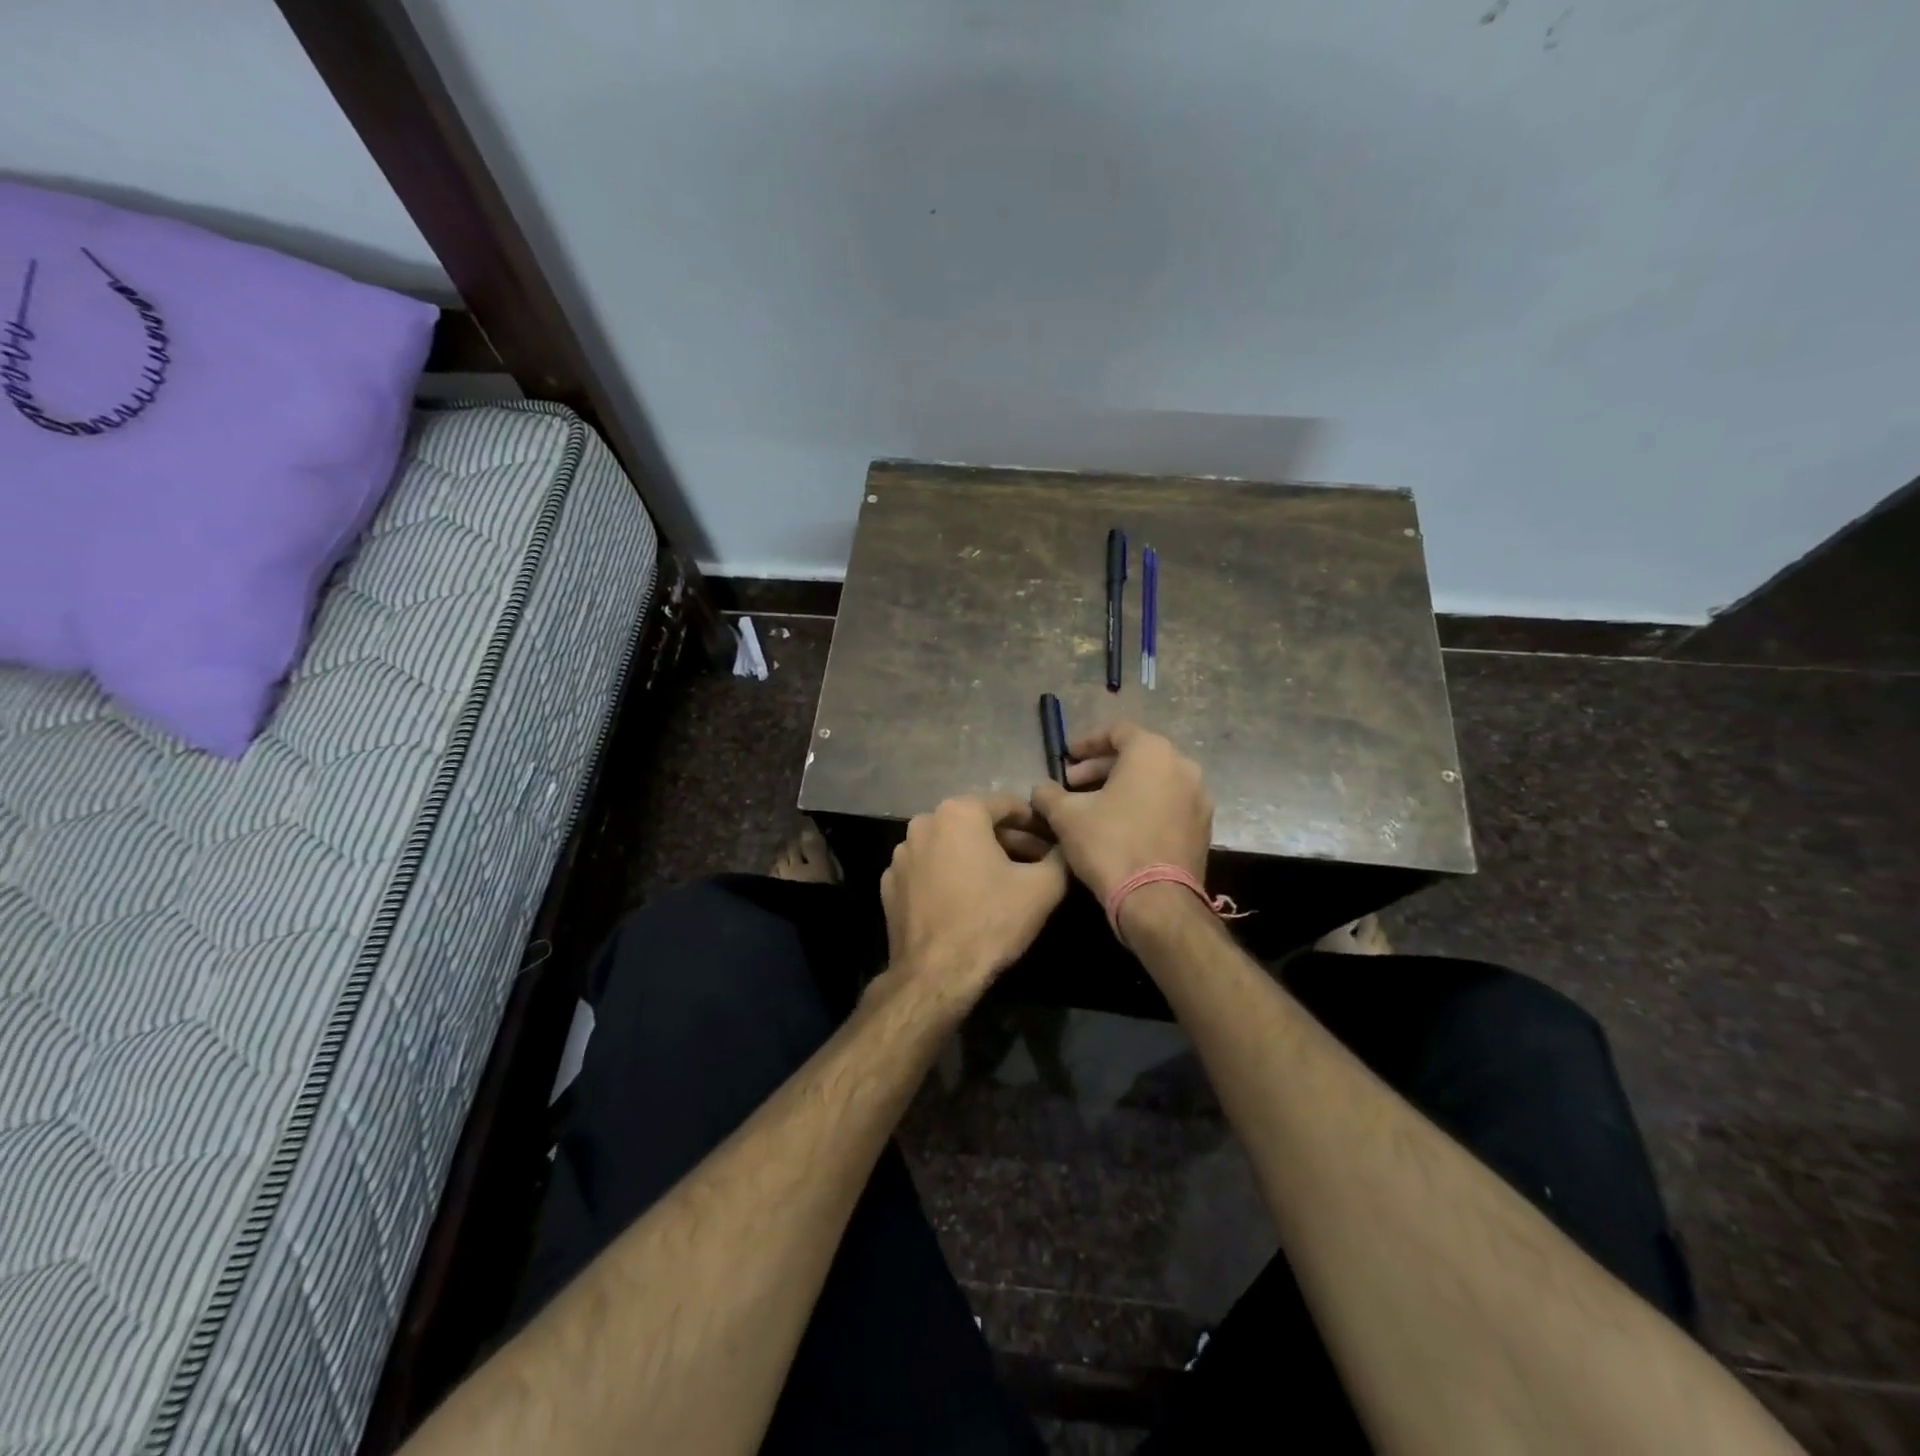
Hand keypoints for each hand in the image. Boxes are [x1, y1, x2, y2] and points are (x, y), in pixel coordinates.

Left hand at [880, 795, 1067, 1010]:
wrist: (935, 976)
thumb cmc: (991, 922)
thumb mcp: (1043, 888)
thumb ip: (1060, 858)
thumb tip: (1065, 848)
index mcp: (959, 812)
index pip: (1008, 805)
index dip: (1036, 824)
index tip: (1053, 843)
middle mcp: (924, 823)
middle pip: (977, 824)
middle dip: (1008, 842)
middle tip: (1035, 865)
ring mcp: (902, 854)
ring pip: (951, 846)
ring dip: (977, 857)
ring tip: (1003, 883)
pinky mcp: (890, 884)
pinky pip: (929, 870)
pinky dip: (949, 876)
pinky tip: (967, 900)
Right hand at [1030, 722, 1213, 907]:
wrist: (1157, 901)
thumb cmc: (1110, 845)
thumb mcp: (1066, 816)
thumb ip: (1049, 794)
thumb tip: (1041, 789)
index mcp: (1152, 752)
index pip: (1117, 731)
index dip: (1086, 742)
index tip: (1066, 758)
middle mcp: (1183, 767)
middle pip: (1136, 756)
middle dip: (1100, 768)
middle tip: (1072, 785)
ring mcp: (1198, 798)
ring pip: (1153, 781)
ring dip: (1121, 788)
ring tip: (1092, 807)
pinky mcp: (1202, 827)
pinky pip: (1167, 804)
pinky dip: (1143, 806)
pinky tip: (1119, 827)